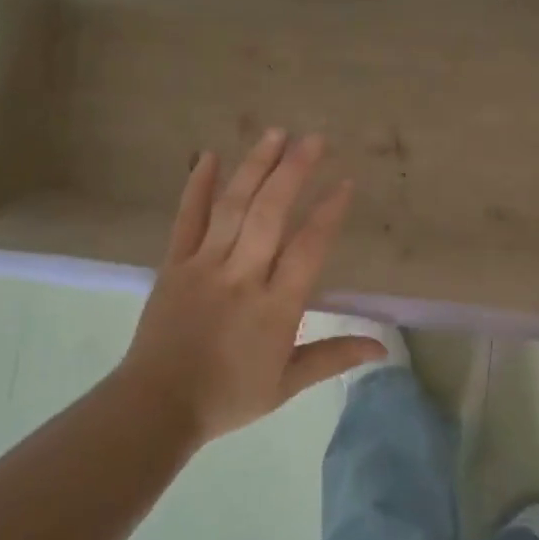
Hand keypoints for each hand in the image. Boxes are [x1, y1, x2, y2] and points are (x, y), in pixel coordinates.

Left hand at [117, 130, 386, 444]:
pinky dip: (197, 186)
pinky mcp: (174, 264)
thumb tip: (382, 347)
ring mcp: (204, 265)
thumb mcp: (287, 384)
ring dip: (255, 166)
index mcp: (275, 307)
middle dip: (294, 171)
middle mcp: (241, 276)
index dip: (328, 213)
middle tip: (314, 139)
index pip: (308, 249)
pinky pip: (187, 219)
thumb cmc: (227, 396)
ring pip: (233, 207)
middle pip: (270, 214)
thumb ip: (333, 357)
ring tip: (275, 133)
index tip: (345, 183)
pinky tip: (208, 156)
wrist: (156, 406)